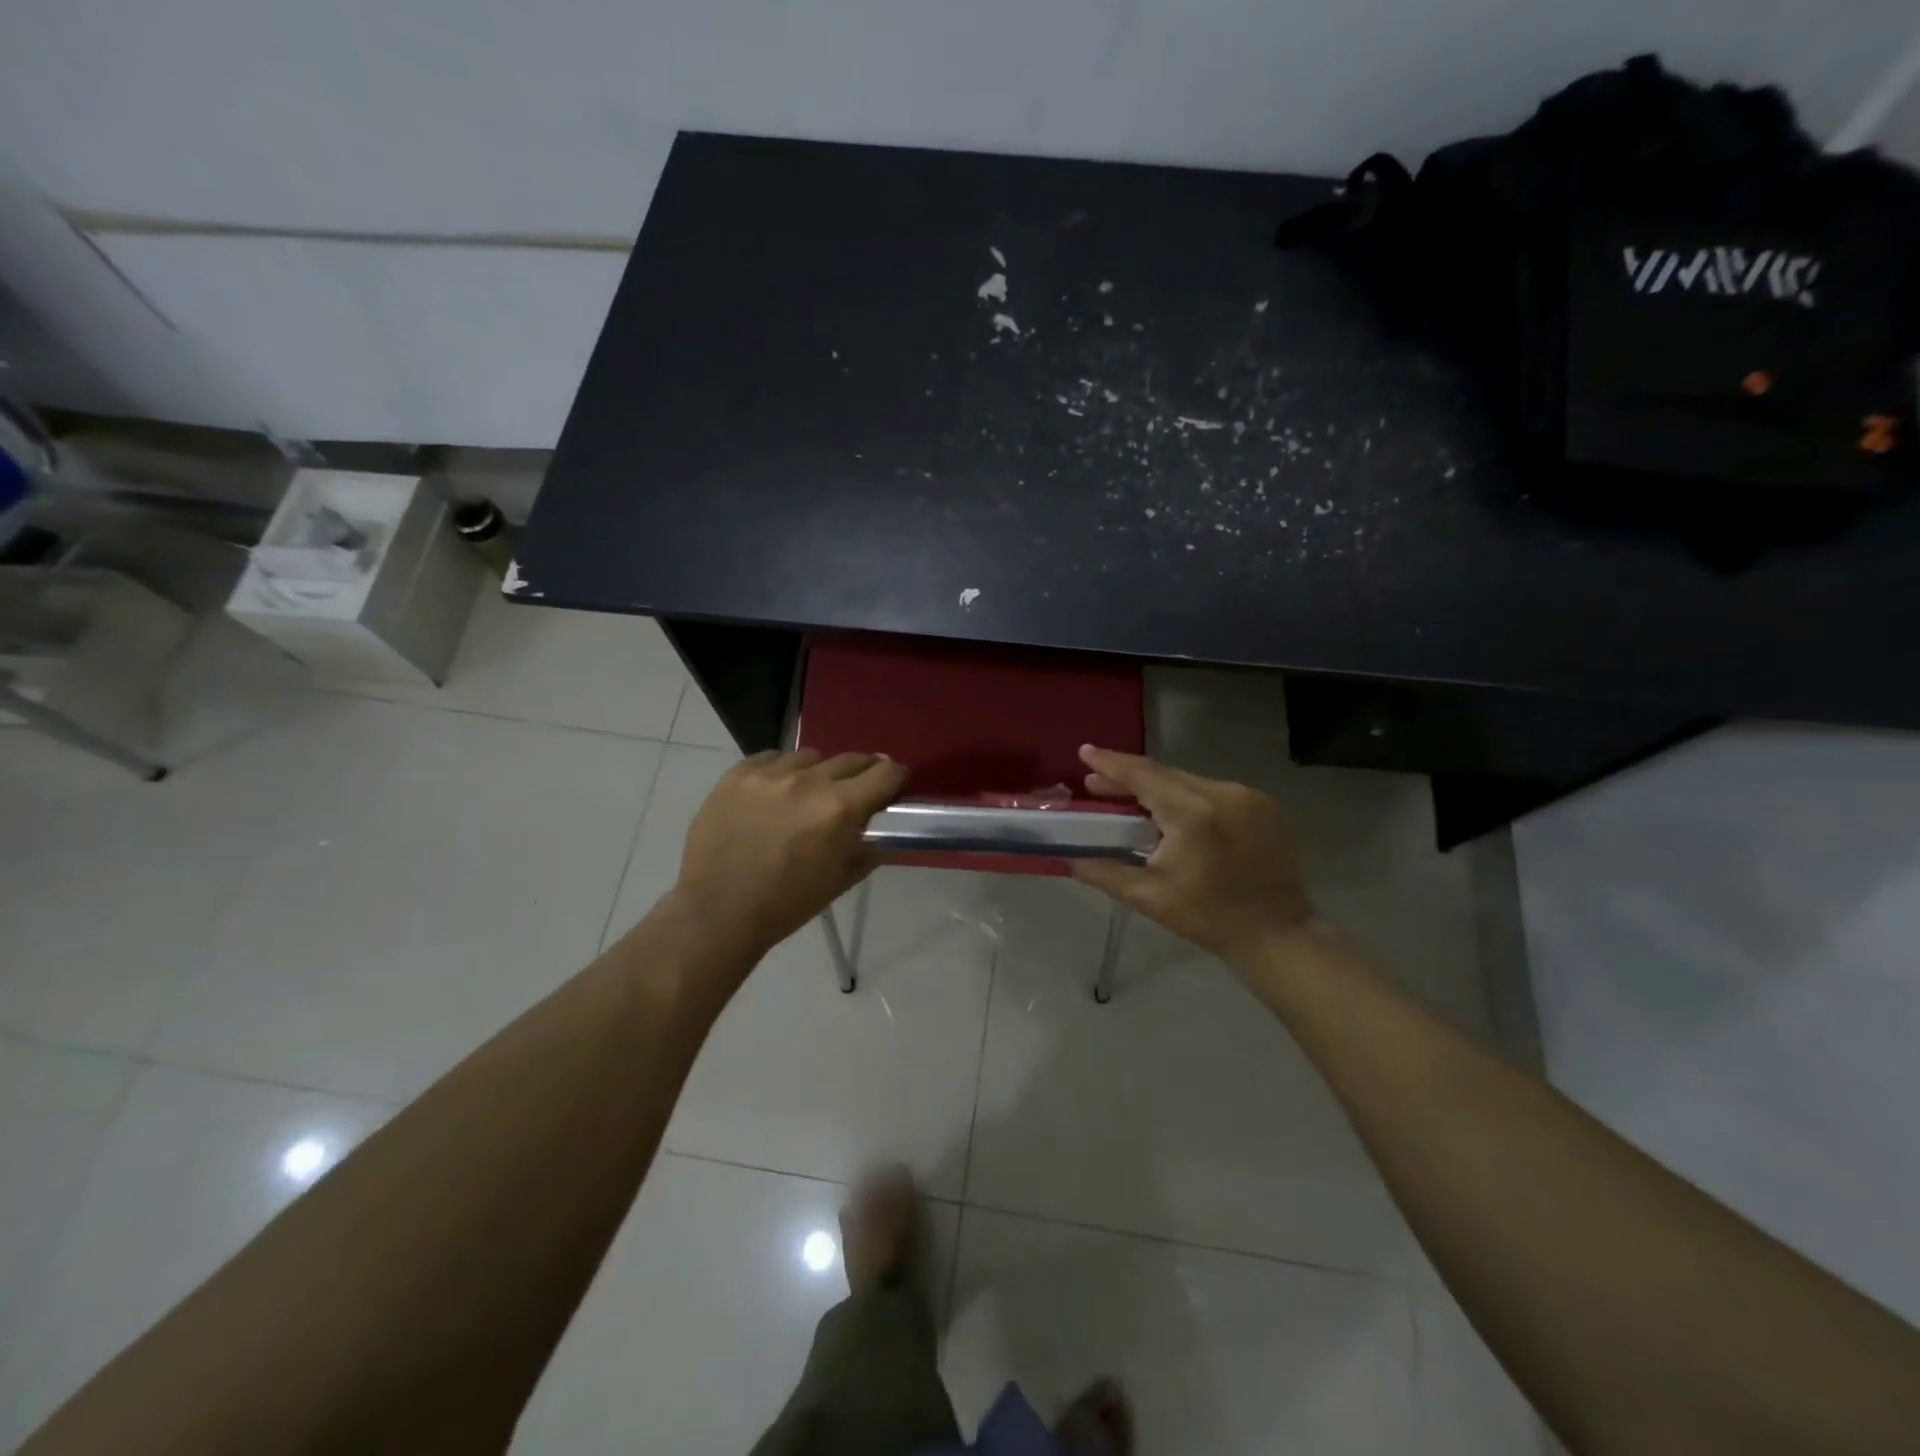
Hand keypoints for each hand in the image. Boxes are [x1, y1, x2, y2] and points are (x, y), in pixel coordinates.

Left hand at [673, 749, 907, 959]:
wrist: (719, 910)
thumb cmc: (788, 903)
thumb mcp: (844, 878)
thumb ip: (872, 844)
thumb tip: (886, 823)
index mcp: (840, 808)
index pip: (886, 772)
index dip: (894, 779)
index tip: (891, 789)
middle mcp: (808, 781)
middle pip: (852, 758)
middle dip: (860, 775)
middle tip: (852, 794)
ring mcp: (769, 774)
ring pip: (811, 756)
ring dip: (818, 772)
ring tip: (805, 796)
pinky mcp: (737, 774)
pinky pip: (773, 758)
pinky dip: (781, 771)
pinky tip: (774, 794)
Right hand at [1071, 745, 1314, 965]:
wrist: (1278, 935)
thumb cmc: (1209, 918)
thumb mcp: (1150, 897)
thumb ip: (1105, 873)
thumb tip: (1069, 859)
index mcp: (1194, 814)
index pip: (1143, 776)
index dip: (1111, 763)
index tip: (1085, 751)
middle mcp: (1223, 794)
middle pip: (1165, 774)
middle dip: (1128, 777)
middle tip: (1095, 782)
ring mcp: (1248, 797)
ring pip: (1189, 782)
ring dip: (1158, 788)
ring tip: (1129, 799)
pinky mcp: (1264, 806)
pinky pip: (1212, 792)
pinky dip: (1186, 797)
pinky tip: (1171, 812)